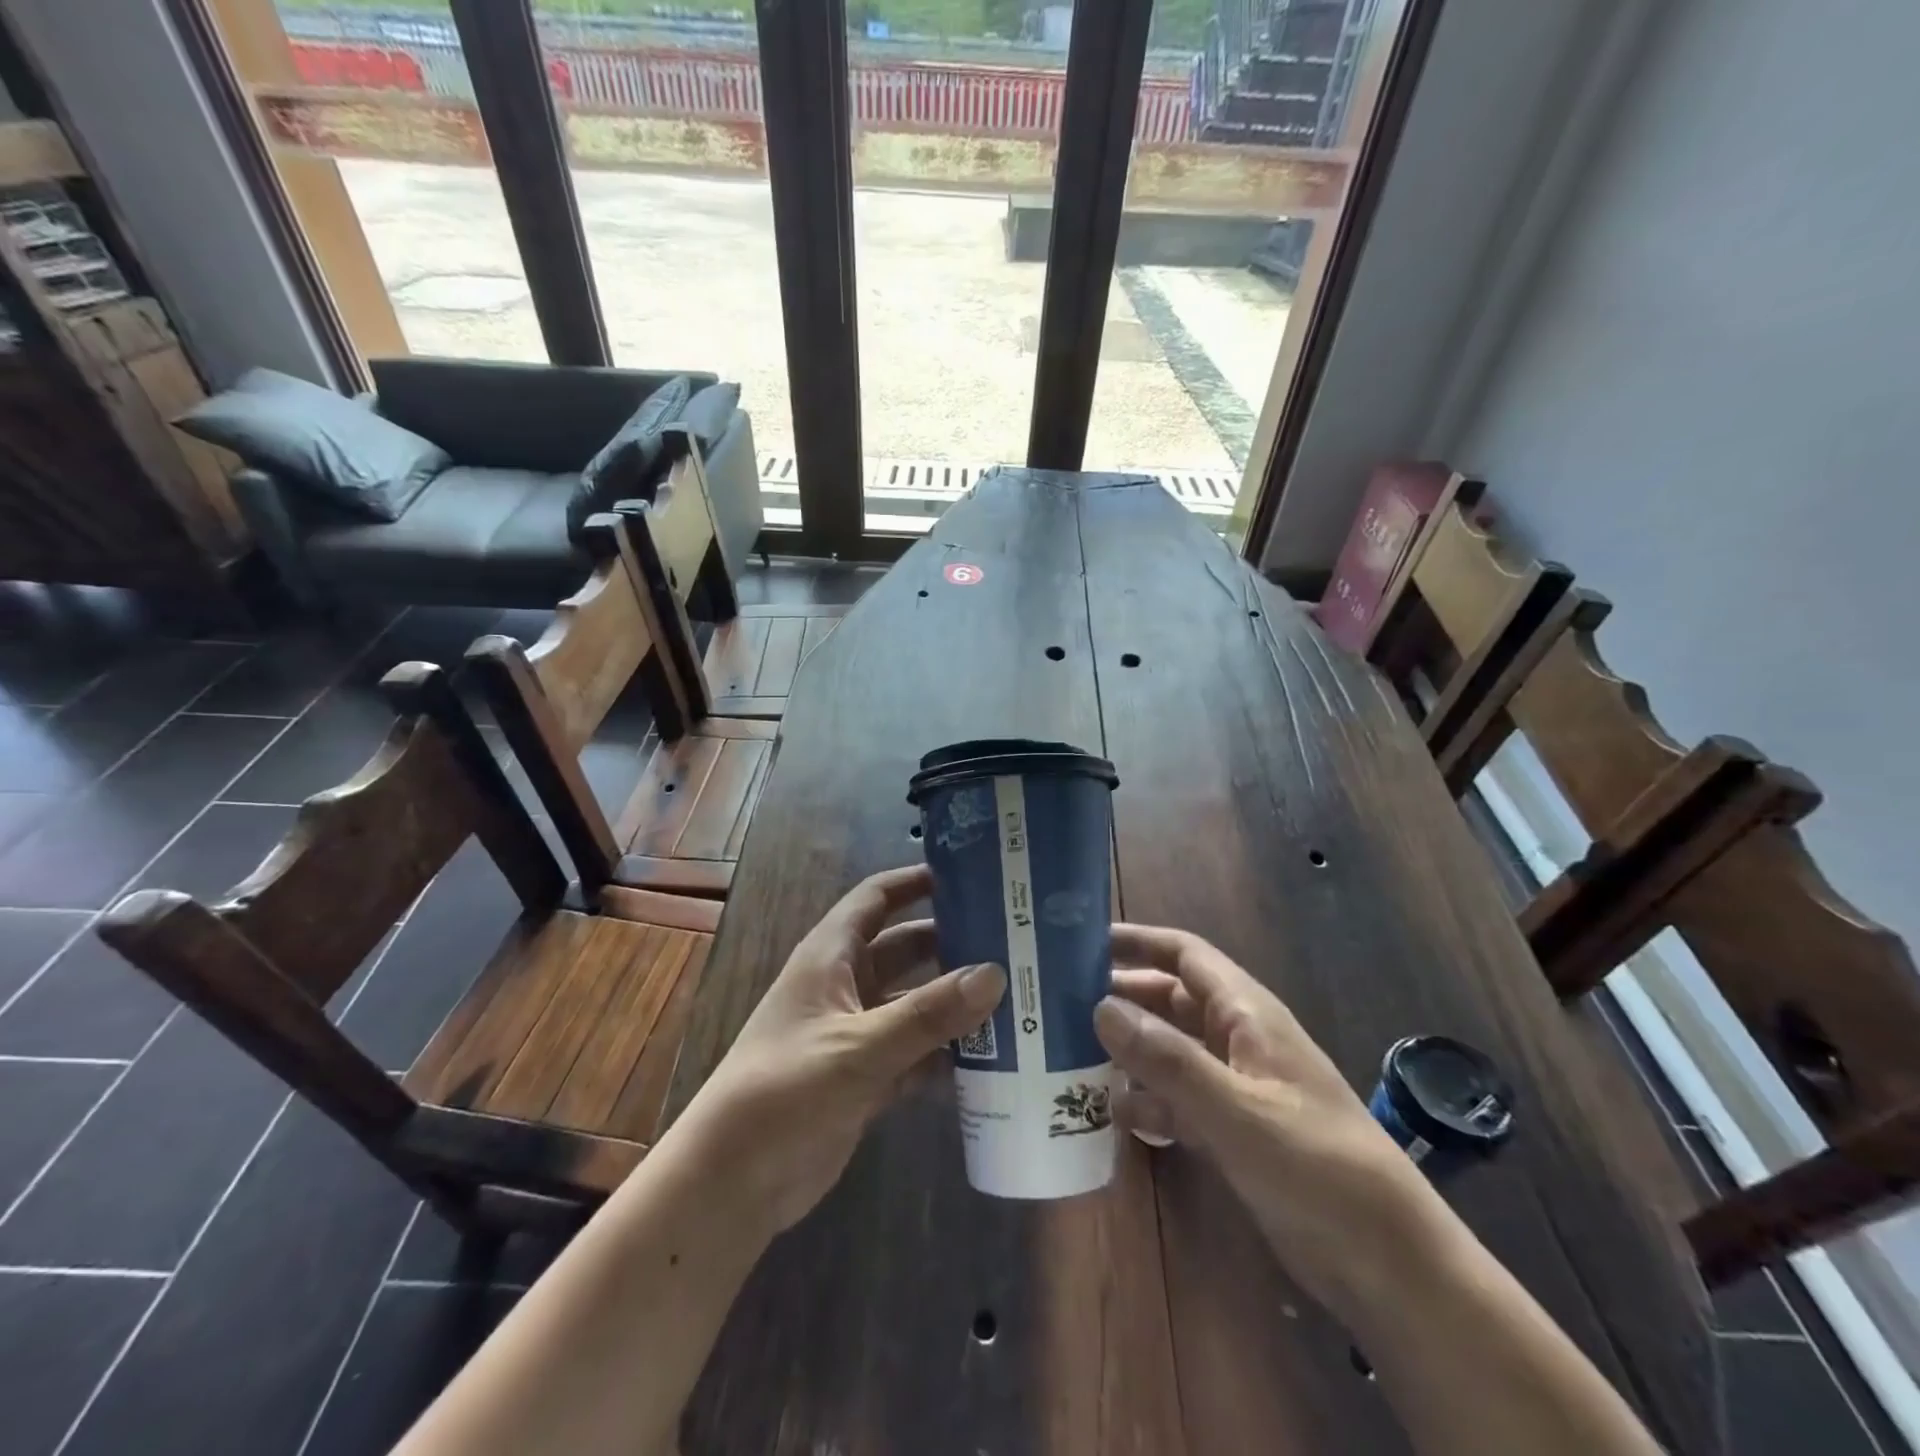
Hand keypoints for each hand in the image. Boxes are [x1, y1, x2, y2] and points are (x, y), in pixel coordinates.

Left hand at [672, 865, 1004, 1237]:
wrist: (733, 1182)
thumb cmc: (786, 1090)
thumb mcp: (860, 1046)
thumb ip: (928, 1013)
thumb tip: (996, 973)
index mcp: (831, 956)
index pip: (876, 898)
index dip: (916, 881)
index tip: (969, 873)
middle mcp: (845, 986)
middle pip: (905, 948)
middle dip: (951, 942)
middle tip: (1011, 939)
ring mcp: (856, 1032)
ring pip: (914, 1002)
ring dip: (954, 1001)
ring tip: (1015, 994)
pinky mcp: (865, 1077)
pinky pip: (916, 1052)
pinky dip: (946, 1052)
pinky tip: (993, 1057)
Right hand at [1094, 925, 1439, 1313]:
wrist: (1388, 1264)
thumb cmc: (1317, 1167)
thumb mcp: (1236, 1110)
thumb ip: (1167, 1058)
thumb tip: (1100, 1006)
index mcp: (1246, 1014)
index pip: (1184, 955)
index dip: (1137, 941)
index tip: (1081, 941)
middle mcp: (1237, 1040)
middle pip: (1169, 1000)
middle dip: (1121, 998)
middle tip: (1059, 1003)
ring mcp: (1235, 1086)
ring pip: (1169, 1051)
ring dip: (1128, 1052)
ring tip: (1070, 1058)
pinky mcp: (1234, 1131)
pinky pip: (1178, 1100)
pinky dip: (1148, 1102)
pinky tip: (1115, 1116)